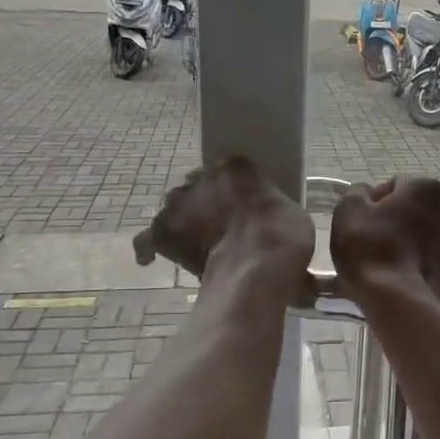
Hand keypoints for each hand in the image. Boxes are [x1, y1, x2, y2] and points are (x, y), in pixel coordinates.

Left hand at [134, 157, 315, 304]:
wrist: (255, 271)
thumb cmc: (282, 240)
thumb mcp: (292, 213)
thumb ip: (269, 206)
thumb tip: (265, 220)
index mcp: (236, 167)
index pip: (231, 169)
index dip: (235, 188)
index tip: (242, 204)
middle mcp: (201, 177)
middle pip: (199, 186)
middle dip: (206, 203)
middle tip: (222, 228)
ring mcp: (177, 204)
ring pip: (175, 208)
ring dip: (183, 221)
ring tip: (194, 243)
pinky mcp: (161, 233)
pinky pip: (147, 239)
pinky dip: (149, 249)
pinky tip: (151, 258)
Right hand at [330, 177, 439, 303]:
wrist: (397, 300)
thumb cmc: (370, 247)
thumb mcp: (349, 209)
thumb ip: (358, 192)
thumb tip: (366, 194)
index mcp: (427, 189)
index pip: (396, 186)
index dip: (374, 202)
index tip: (361, 222)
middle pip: (415, 212)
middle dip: (396, 222)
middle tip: (371, 242)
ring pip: (426, 238)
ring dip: (409, 244)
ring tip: (385, 265)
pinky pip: (432, 263)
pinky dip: (418, 267)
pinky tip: (399, 280)